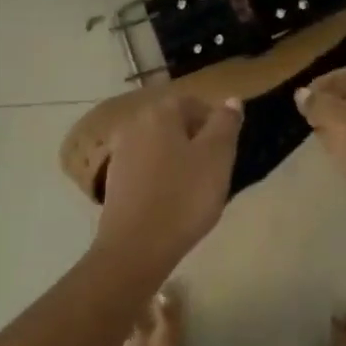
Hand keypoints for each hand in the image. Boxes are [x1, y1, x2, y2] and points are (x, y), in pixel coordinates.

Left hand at [94, 94, 243, 270]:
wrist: (136, 246)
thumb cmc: (184, 196)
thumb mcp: (217, 157)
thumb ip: (225, 124)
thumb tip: (230, 100)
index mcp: (160, 112)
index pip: (192, 102)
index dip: (214, 121)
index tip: (227, 149)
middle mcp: (134, 124)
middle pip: (173, 123)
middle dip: (195, 139)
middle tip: (215, 168)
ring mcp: (120, 152)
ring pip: (158, 145)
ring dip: (178, 158)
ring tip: (195, 186)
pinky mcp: (114, 180)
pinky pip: (145, 167)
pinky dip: (161, 175)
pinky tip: (172, 199)